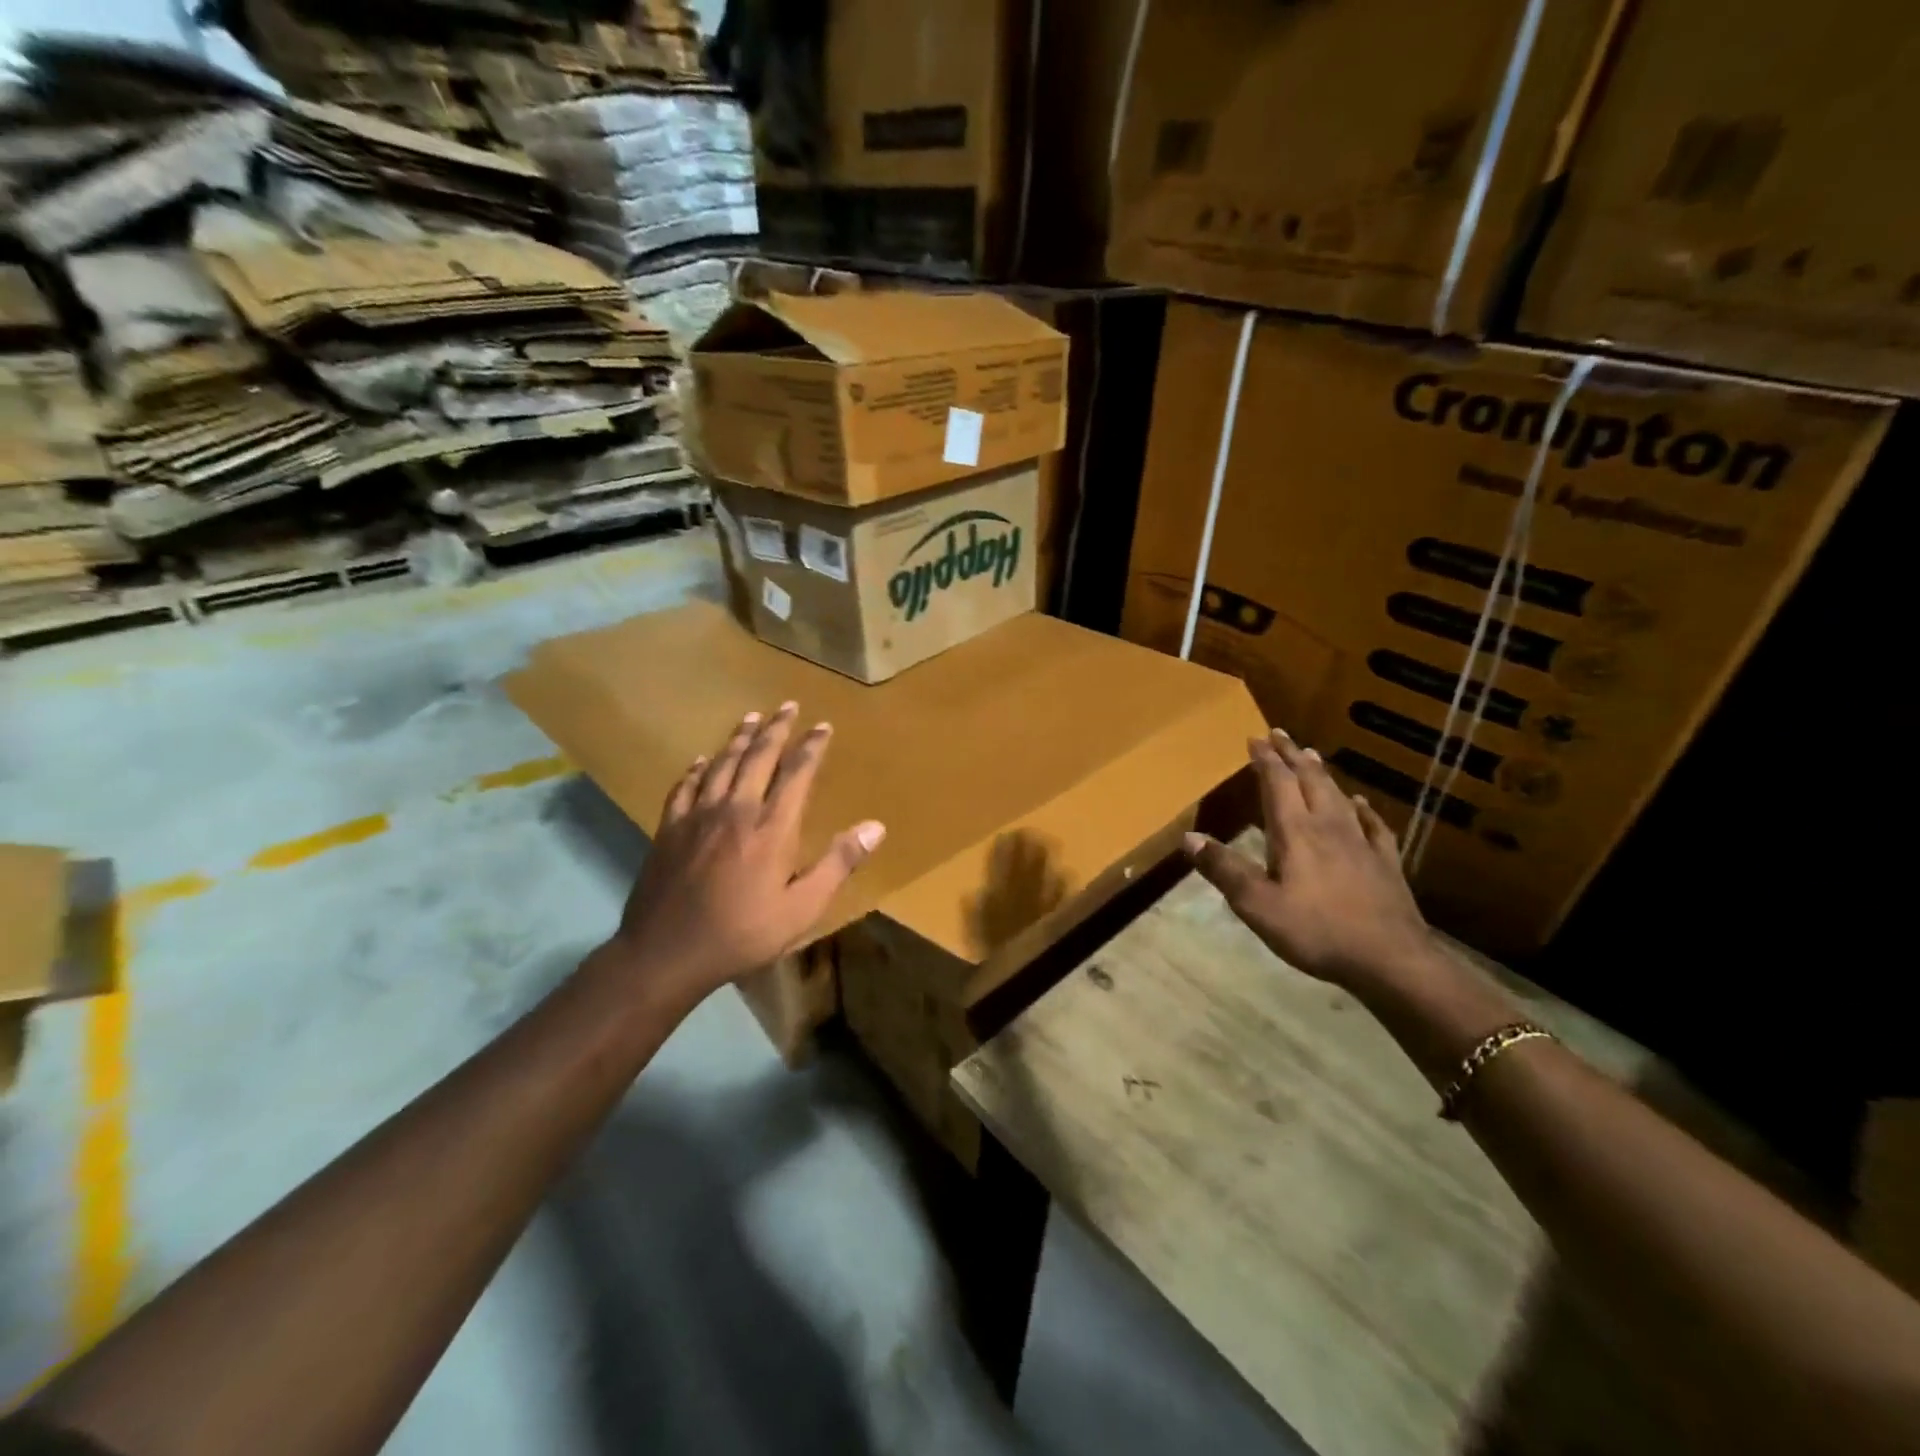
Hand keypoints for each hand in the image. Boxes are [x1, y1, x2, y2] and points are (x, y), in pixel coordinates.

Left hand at [606, 702, 884, 1005]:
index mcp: (772, 828)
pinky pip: (685, 786)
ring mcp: (698, 815)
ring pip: (722, 763)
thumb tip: (876, 827)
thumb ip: (838, 864)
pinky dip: (697, 768)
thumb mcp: (802, 908)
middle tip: (788, 706)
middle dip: (776, 728)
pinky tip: (701, 760)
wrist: (666, 953)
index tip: (823, 726)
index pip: (797, 773)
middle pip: (758, 756)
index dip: (812, 746)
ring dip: (740, 738)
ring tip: (752, 717)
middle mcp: (736, 810)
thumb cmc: (742, 933)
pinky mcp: (670, 828)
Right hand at [1184, 729, 1433, 992]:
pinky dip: (1363, 808)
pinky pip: (1374, 825)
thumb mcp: (1257, 906)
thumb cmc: (1316, 931)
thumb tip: (1189, 838)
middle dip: (1292, 756)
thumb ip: (1224, 870)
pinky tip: (1361, 803)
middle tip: (1281, 734)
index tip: (1255, 738)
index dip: (1266, 760)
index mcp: (1295, 833)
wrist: (1390, 959)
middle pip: (1309, 781)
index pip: (1277, 784)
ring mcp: (1361, 843)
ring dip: (1322, 774)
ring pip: (1339, 796)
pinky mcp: (1385, 863)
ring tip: (1312, 756)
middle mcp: (1328, 827)